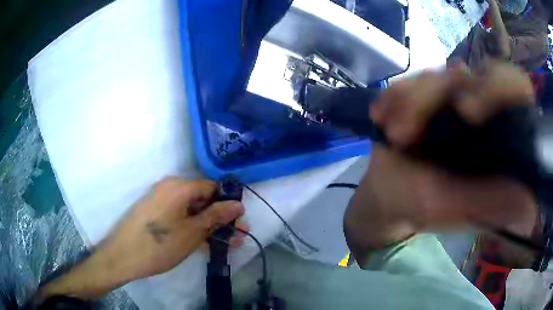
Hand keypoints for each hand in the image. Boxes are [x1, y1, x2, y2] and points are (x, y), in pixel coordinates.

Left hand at [37, 178, 244, 300]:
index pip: (211, 187)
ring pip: (191, 210)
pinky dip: (193, 228)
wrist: (122, 257)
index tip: (239, 220)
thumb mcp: (192, 232)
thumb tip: (238, 204)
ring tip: (226, 243)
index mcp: (179, 186)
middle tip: (236, 236)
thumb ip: (216, 216)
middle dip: (220, 218)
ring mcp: (160, 201)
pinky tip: (205, 243)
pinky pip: (179, 217)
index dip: (227, 203)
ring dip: (209, 226)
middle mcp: (169, 188)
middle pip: (202, 199)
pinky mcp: (155, 213)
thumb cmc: (159, 245)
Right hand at [344, 63, 537, 264]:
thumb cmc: (422, 207)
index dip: (500, 87)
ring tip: (395, 135)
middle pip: (472, 73)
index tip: (467, 111)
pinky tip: (383, 117)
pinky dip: (395, 96)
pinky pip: (411, 79)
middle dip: (436, 95)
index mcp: (500, 137)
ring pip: (437, 75)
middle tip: (412, 127)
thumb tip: (531, 205)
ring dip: (410, 102)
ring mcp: (452, 98)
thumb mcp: (458, 209)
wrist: (387, 196)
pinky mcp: (425, 95)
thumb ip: (492, 204)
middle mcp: (483, 111)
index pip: (516, 88)